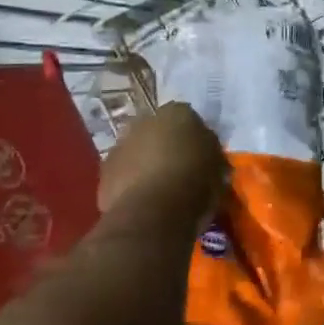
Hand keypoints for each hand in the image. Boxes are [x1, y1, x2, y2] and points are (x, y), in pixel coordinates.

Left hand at [98, 102, 224, 220]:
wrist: (154, 211)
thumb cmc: (195, 182)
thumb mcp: (219, 166)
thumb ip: (210, 152)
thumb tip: (205, 152)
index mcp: (177, 112)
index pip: (188, 117)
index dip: (194, 137)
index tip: (200, 155)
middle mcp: (145, 120)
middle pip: (158, 131)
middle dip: (165, 146)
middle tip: (179, 169)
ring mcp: (120, 144)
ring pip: (137, 151)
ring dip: (145, 163)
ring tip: (159, 189)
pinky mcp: (104, 171)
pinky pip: (122, 174)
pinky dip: (131, 183)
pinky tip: (143, 201)